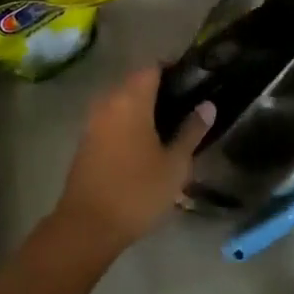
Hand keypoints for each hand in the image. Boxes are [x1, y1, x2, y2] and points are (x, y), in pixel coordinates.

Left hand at [55, 67, 211, 252]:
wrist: (87, 227)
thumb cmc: (137, 191)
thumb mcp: (175, 164)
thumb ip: (192, 131)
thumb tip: (207, 105)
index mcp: (131, 100)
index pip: (153, 67)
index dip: (173, 70)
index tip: (193, 83)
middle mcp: (108, 102)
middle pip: (136, 82)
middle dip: (159, 89)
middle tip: (185, 107)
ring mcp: (93, 121)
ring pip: (122, 101)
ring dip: (142, 107)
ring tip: (169, 126)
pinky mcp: (86, 141)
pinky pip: (111, 118)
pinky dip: (128, 122)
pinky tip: (145, 143)